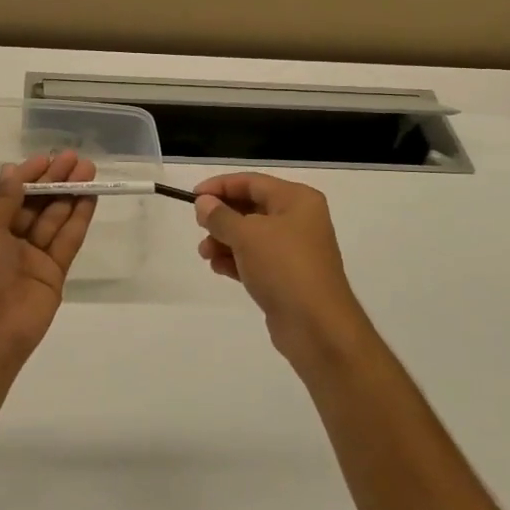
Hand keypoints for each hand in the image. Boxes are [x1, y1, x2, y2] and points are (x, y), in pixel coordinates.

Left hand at [0, 151, 96, 378]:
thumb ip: (4, 200)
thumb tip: (12, 172)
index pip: (8, 196)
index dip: (27, 176)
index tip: (47, 158)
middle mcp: (7, 242)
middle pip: (34, 205)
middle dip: (54, 181)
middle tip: (76, 159)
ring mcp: (31, 259)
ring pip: (54, 219)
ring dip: (70, 194)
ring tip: (89, 170)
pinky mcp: (53, 275)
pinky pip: (67, 241)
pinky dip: (78, 219)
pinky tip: (90, 196)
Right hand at [194, 173, 370, 369]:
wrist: (317, 327)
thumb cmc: (283, 267)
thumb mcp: (246, 235)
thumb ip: (220, 216)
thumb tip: (203, 203)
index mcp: (297, 200)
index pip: (251, 182)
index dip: (220, 186)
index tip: (192, 196)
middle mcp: (299, 219)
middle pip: (251, 208)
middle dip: (222, 218)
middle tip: (199, 227)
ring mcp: (294, 250)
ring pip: (251, 236)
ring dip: (225, 241)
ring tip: (205, 253)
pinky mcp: (288, 277)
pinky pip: (256, 259)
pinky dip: (236, 260)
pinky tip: (217, 267)